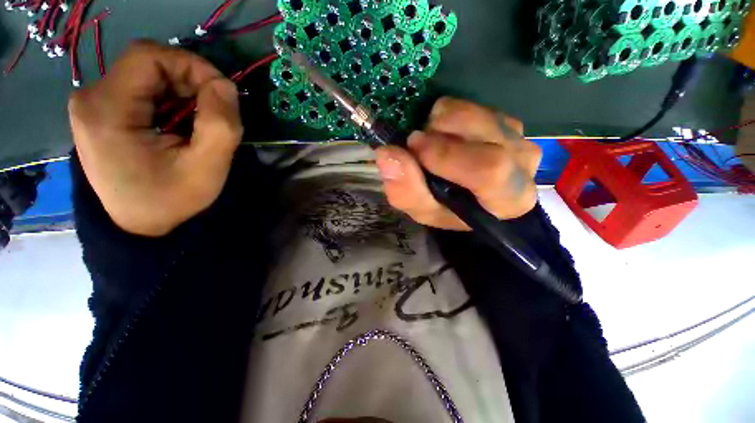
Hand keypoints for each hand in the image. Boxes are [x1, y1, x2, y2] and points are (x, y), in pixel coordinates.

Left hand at [69, 41, 241, 236]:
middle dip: (189, 80)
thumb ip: (220, 125)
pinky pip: (141, 89)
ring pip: (146, 75)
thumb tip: (225, 85)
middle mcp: (90, 99)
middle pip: (147, 64)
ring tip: (201, 120)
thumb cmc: (171, 201)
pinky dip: (170, 99)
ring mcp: (93, 106)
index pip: (148, 57)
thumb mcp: (206, 168)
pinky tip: (182, 123)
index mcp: (105, 110)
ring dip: (182, 91)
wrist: (141, 226)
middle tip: (216, 109)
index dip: (191, 65)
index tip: (222, 91)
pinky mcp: (102, 113)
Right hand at [375, 97, 540, 229]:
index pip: (489, 169)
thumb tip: (387, 154)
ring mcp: (518, 136)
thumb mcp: (422, 210)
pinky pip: (471, 105)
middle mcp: (522, 163)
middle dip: (437, 134)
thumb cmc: (446, 209)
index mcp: (508, 198)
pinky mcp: (506, 119)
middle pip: (483, 132)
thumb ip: (405, 190)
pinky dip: (447, 116)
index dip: (446, 154)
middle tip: (416, 145)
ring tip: (430, 143)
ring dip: (440, 124)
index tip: (413, 147)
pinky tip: (444, 136)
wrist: (465, 197)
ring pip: (475, 112)